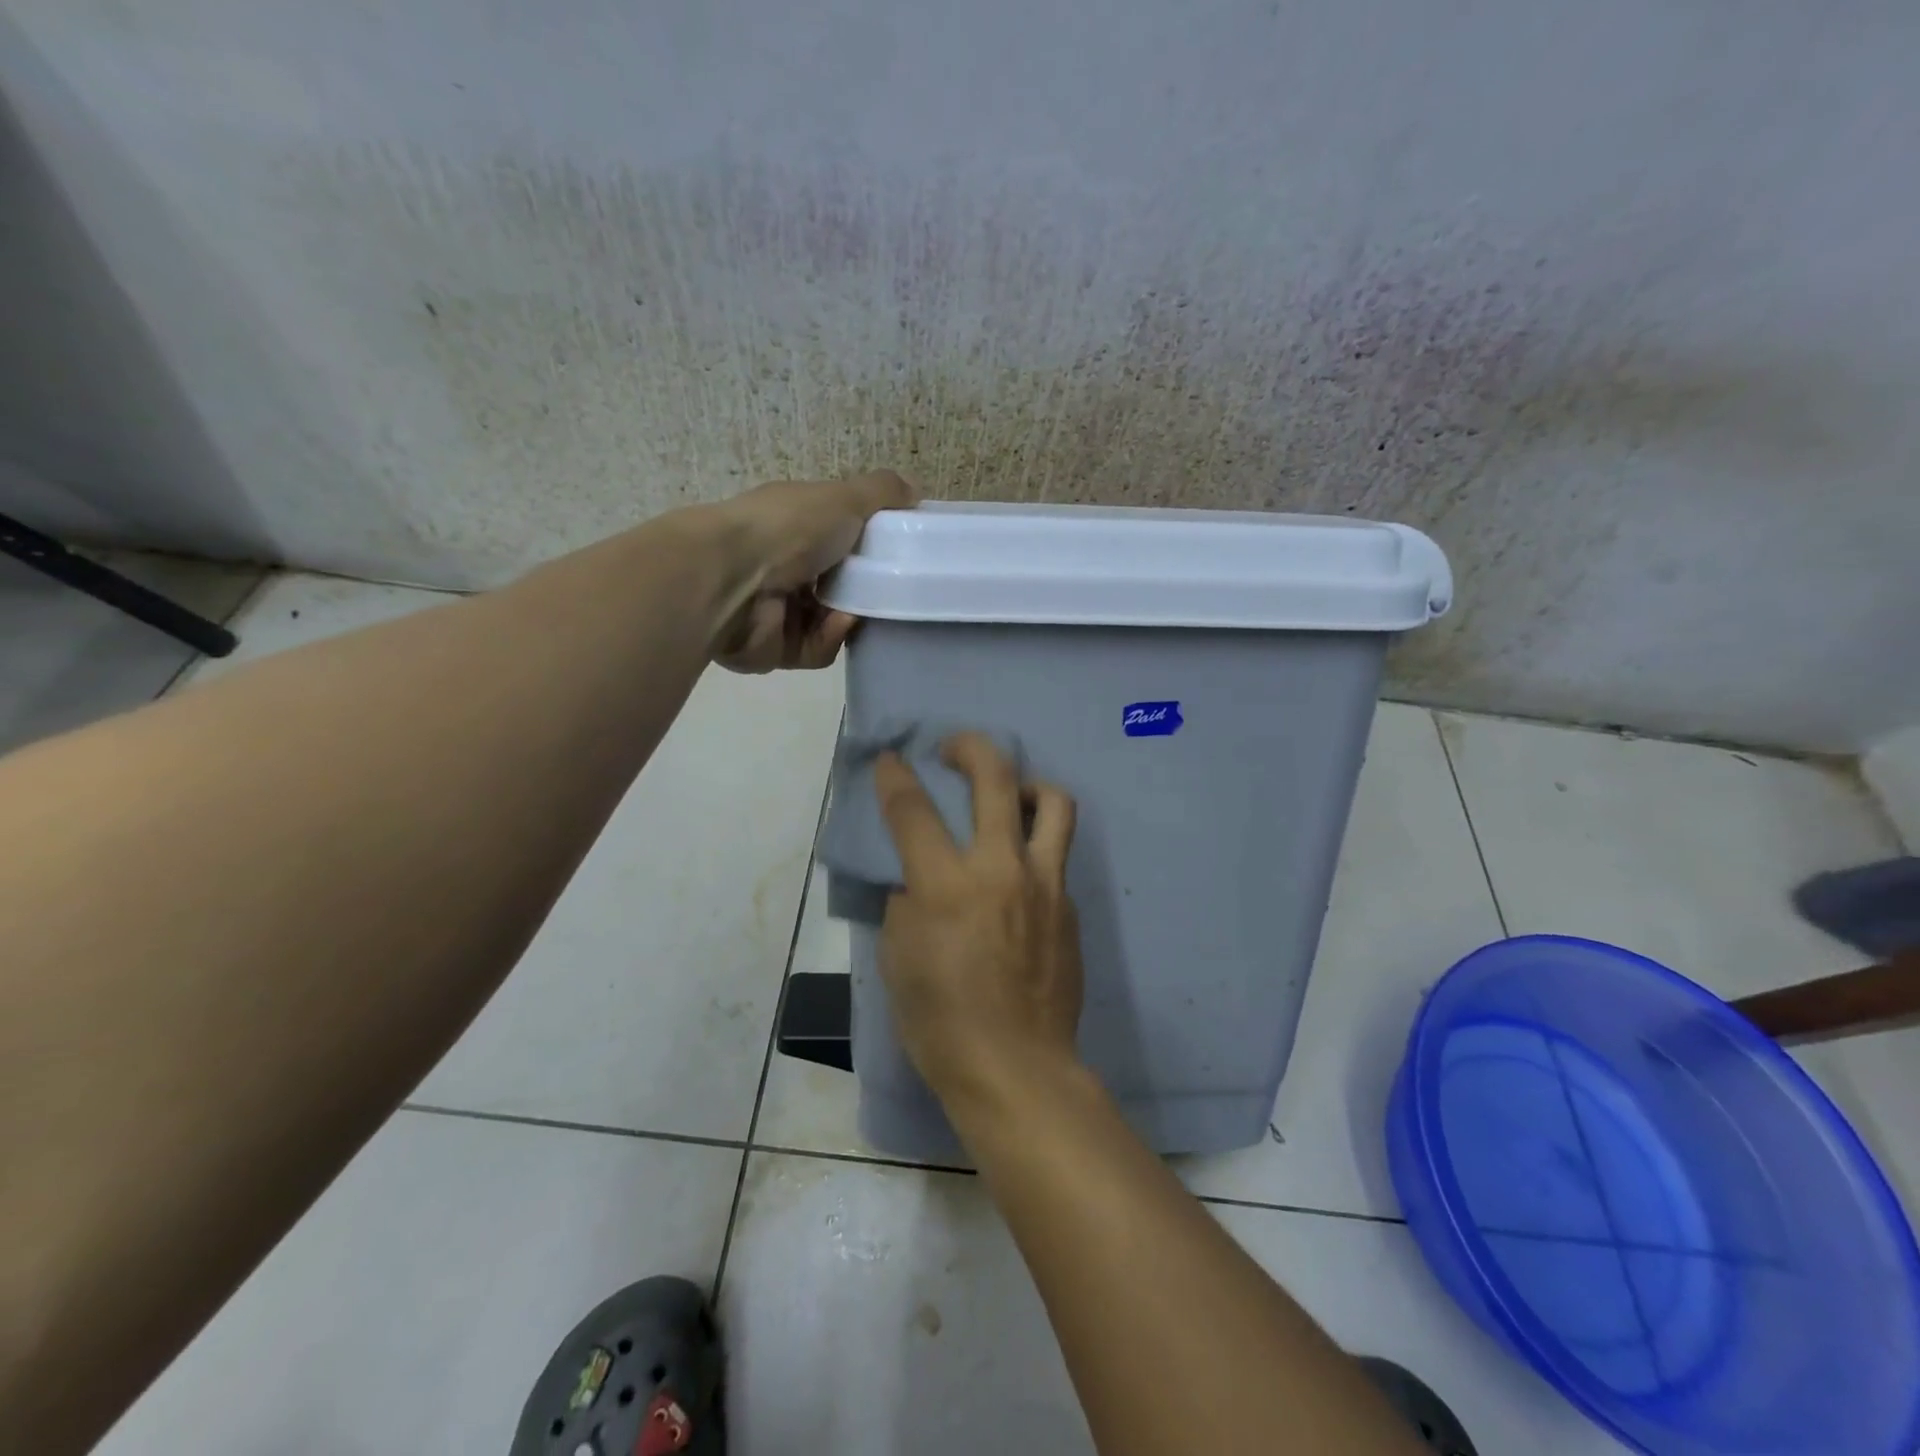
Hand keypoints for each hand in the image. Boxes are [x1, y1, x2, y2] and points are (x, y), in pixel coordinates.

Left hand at [711, 470, 913, 671]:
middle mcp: (780, 567)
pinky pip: (818, 650)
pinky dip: (830, 637)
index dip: (865, 545)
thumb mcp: (844, 497)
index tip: (894, 552)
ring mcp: (776, 611)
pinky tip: (835, 623)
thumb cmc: (787, 529)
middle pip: (836, 585)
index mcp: (790, 526)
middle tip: (888, 589)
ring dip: (849, 616)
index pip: (835, 537)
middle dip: (863, 589)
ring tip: (857, 608)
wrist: (730, 580)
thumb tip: (915, 489)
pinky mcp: (775, 649)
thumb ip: (881, 493)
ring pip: (830, 622)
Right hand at [875, 733, 1084, 1112]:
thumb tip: (920, 879)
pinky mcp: (1070, 906)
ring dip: (1026, 784)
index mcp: (948, 885)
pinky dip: (1033, 847)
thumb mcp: (898, 960)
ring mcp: (1046, 884)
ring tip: (1008, 795)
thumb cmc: (941, 1022)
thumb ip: (907, 904)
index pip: (914, 810)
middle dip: (969, 747)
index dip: (895, 776)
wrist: (1016, 1068)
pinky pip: (1055, 856)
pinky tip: (1018, 874)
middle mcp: (1002, 869)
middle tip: (952, 749)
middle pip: (996, 777)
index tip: (890, 759)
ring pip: (1052, 802)